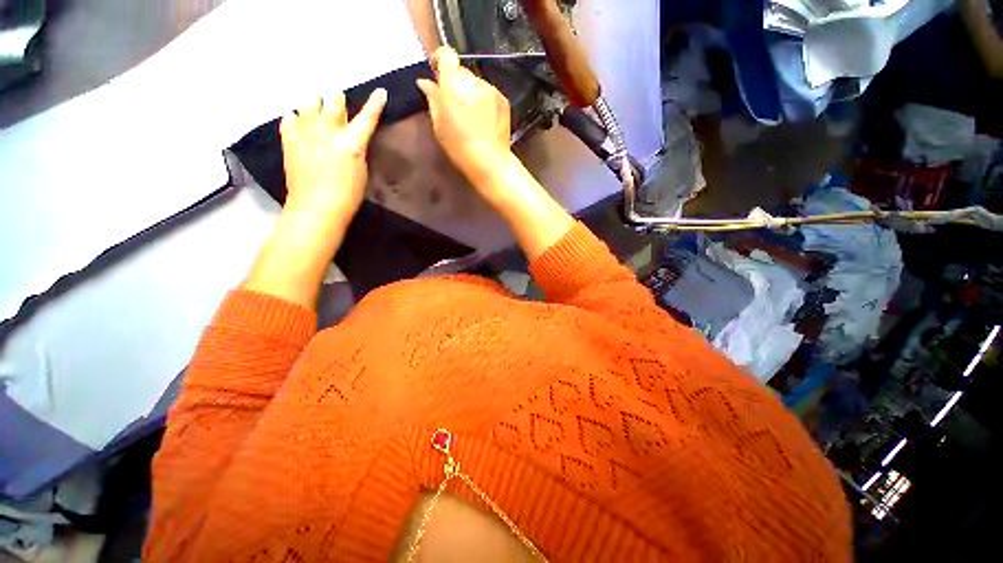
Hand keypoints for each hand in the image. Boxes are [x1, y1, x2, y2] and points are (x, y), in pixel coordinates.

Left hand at [280, 89, 387, 227]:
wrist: (317, 206)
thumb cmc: (348, 195)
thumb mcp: (361, 170)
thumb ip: (356, 148)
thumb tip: (349, 136)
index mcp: (352, 142)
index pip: (368, 117)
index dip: (375, 103)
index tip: (381, 92)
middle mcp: (329, 129)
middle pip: (333, 97)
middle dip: (337, 100)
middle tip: (337, 109)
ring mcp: (306, 130)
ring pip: (309, 101)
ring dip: (315, 105)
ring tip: (317, 117)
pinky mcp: (289, 137)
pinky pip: (290, 117)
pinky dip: (297, 119)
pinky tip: (301, 128)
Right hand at [416, 47, 512, 196]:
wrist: (489, 161)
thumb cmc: (459, 147)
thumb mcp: (439, 125)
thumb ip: (432, 99)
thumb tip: (425, 82)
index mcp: (453, 84)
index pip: (446, 55)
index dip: (439, 59)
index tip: (436, 71)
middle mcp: (473, 81)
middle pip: (461, 71)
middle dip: (455, 82)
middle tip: (453, 103)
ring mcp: (490, 89)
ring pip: (476, 82)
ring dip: (470, 92)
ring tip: (470, 116)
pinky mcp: (503, 99)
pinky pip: (488, 93)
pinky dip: (483, 100)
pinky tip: (482, 120)